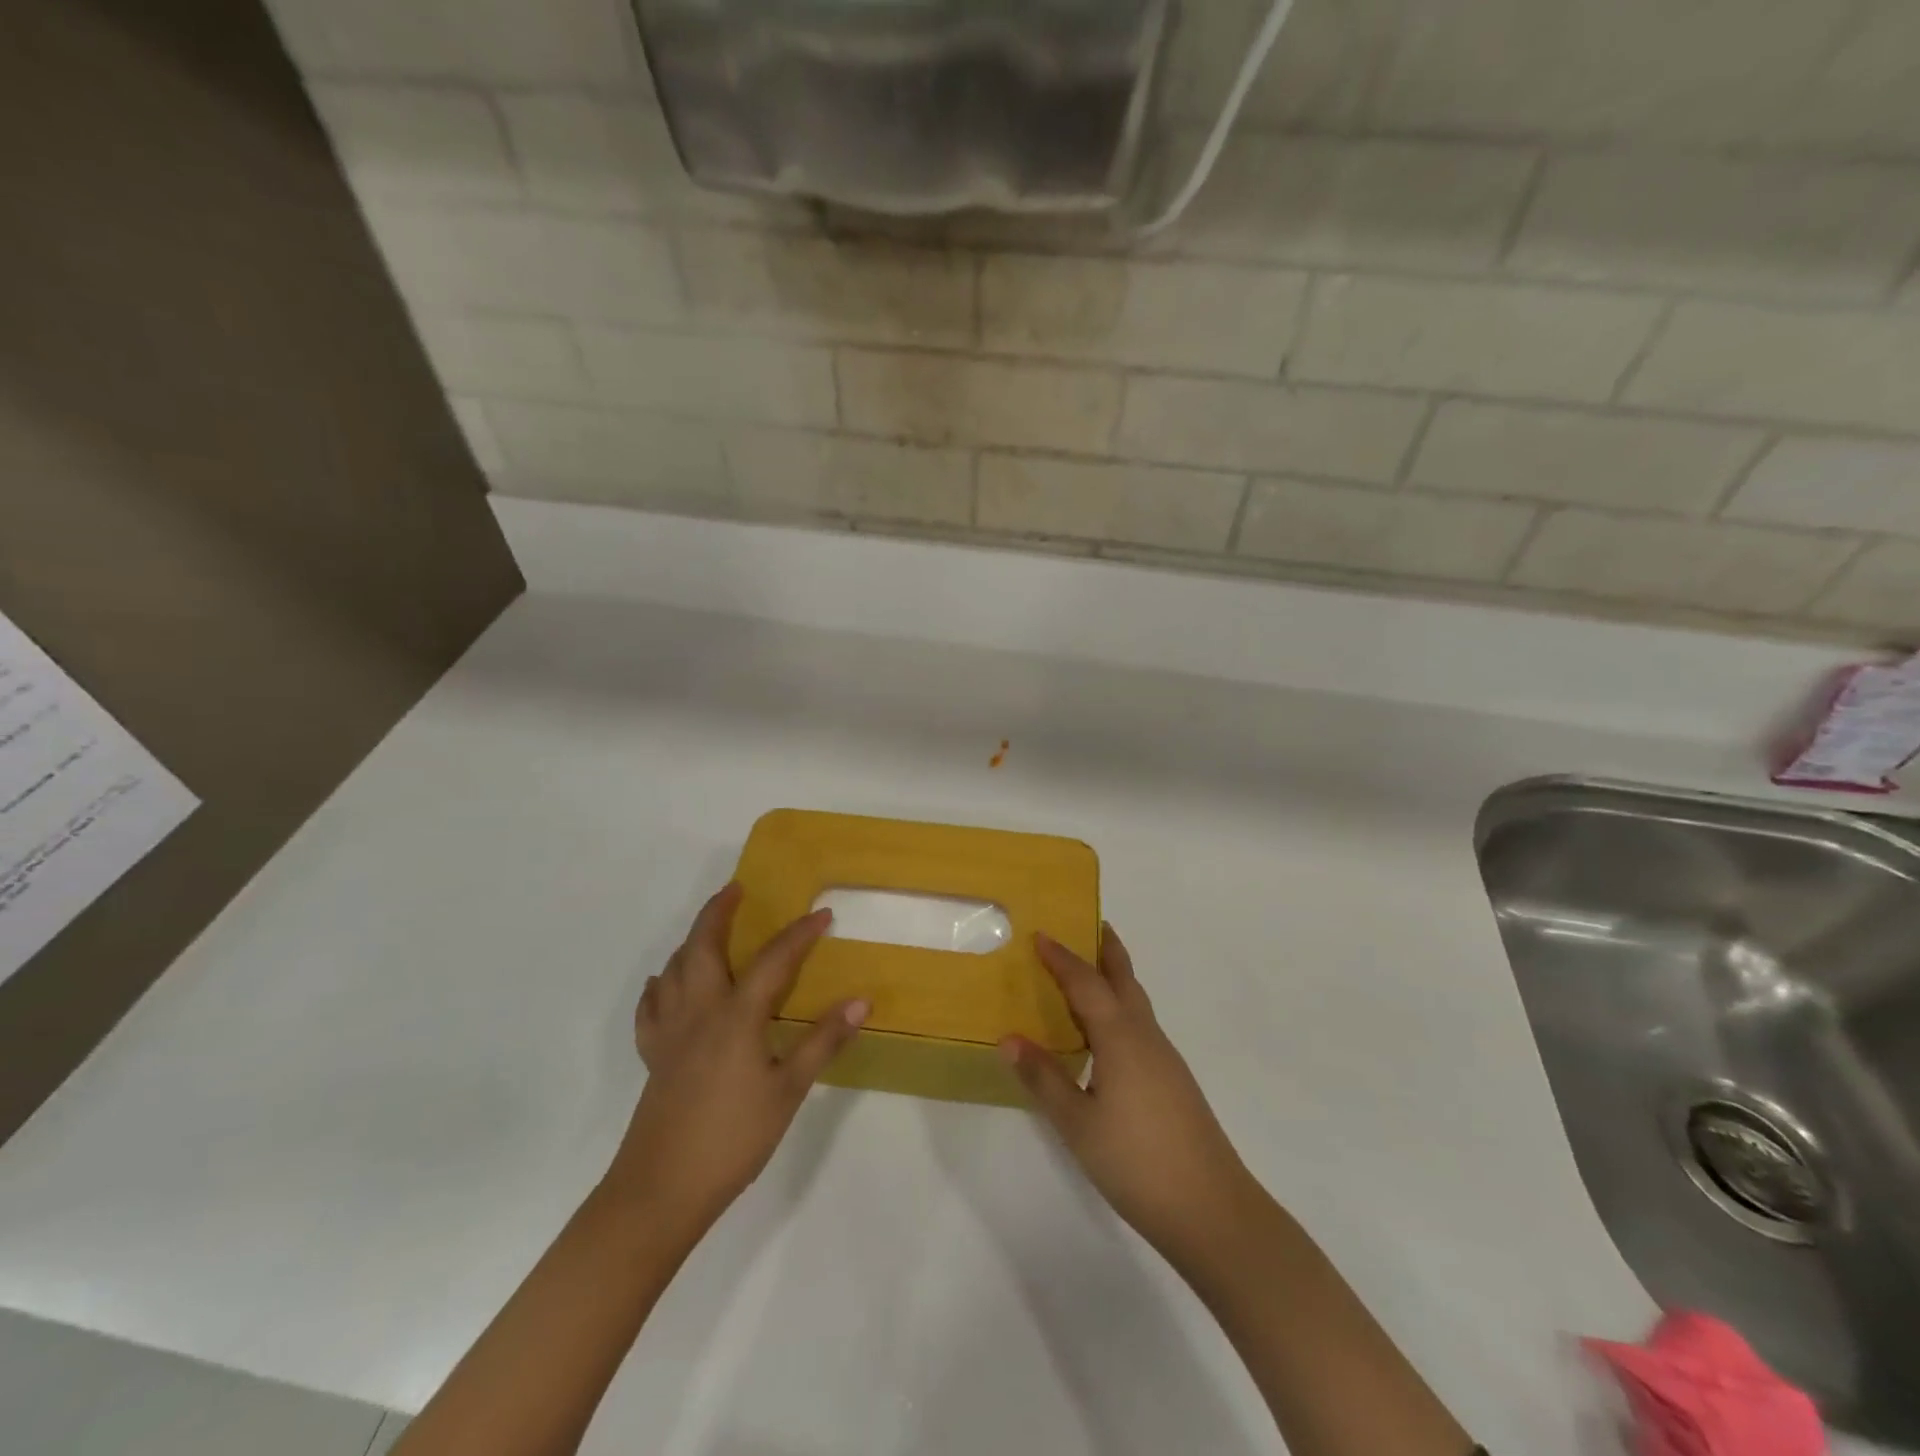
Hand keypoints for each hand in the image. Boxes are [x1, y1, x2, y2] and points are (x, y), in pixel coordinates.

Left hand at [603, 884, 867, 1237]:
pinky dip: (660, 985)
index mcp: (737, 1015)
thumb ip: (823, 1042)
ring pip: (674, 968)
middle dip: (719, 911)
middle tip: (736, 889)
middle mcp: (699, 1010)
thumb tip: (860, 1001)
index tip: (823, 914)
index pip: (774, 960)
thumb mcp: (788, 1091)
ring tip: (707, 931)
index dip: (800, 934)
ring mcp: (670, 1032)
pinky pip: (651, 1006)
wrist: (661, 1190)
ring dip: (691, 941)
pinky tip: (665, 985)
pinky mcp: (653, 1055)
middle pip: (703, 945)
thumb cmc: (733, 1138)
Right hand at [1000, 926, 1259, 1263]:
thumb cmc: (1137, 1161)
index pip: (1086, 983)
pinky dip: (1120, 1009)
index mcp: (1120, 1037)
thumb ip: (1043, 1078)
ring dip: (1114, 979)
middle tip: (1087, 925)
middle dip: (1106, 950)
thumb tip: (1009, 1038)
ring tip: (1087, 975)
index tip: (1041, 934)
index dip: (1062, 957)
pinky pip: (1140, 1026)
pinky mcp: (1173, 1081)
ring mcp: (1165, 1059)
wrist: (1212, 1210)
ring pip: (1136, 1002)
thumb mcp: (1077, 1123)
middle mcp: (1146, 1036)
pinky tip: (1106, 1035)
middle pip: (1124, 979)